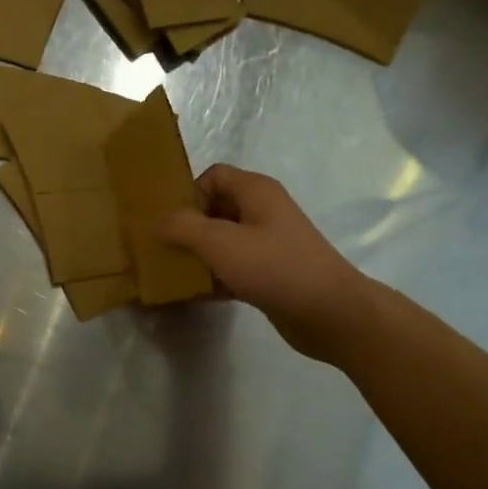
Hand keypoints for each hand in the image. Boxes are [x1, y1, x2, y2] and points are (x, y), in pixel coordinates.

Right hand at [160, 165, 377, 366]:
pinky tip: (197, 295)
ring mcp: (269, 244)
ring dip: (198, 256)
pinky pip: (233, 268)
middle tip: (162, 250)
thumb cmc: (274, 267)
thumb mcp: (220, 242)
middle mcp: (263, 211)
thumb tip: (159, 222)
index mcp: (256, 191)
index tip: (168, 223)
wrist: (329, 312)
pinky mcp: (270, 274)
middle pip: (215, 209)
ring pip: (223, 241)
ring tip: (173, 274)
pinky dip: (215, 278)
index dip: (188, 194)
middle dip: (187, 227)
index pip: (213, 176)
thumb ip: (183, 227)